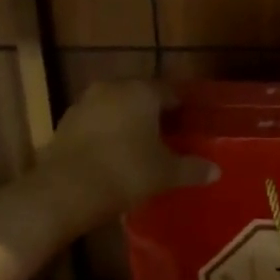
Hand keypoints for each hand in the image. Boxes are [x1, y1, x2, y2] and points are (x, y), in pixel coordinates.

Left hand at [40, 81, 218, 223]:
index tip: (189, 128)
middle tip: (166, 138)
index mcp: (142, 91)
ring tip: (137, 149)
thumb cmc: (125, 172)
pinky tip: (110, 157)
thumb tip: (217, 171)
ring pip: (114, 109)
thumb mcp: (165, 173)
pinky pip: (94, 124)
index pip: (170, 93)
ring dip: (126, 123)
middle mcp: (113, 88)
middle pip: (140, 97)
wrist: (63, 191)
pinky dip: (104, 135)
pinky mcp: (64, 123)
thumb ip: (192, 168)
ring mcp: (84, 104)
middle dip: (153, 115)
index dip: (181, 110)